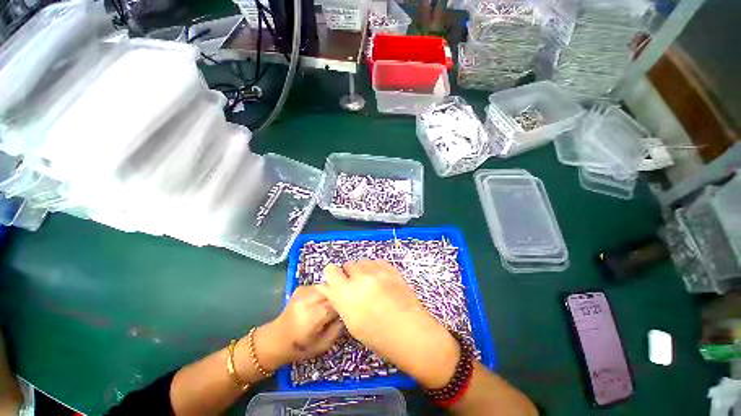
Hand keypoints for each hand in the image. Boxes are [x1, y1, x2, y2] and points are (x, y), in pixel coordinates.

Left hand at [252, 286, 342, 371]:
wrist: (275, 340)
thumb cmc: (300, 347)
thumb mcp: (323, 345)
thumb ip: (338, 329)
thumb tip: (347, 313)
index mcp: (313, 316)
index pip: (337, 303)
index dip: (344, 306)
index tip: (348, 311)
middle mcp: (308, 299)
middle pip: (332, 290)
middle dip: (339, 296)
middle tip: (343, 305)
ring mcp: (303, 291)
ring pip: (327, 285)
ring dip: (332, 292)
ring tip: (332, 303)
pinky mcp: (300, 288)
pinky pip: (319, 286)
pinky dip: (324, 292)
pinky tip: (321, 301)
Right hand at [318, 259, 459, 388]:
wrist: (410, 332)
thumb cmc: (378, 336)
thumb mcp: (352, 323)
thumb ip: (338, 300)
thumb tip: (326, 287)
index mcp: (347, 293)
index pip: (331, 271)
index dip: (333, 275)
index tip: (336, 281)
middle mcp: (360, 277)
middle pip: (348, 264)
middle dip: (349, 273)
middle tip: (355, 286)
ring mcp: (378, 271)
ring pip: (363, 261)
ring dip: (362, 270)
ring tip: (369, 283)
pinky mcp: (391, 269)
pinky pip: (377, 262)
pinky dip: (375, 268)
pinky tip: (380, 279)